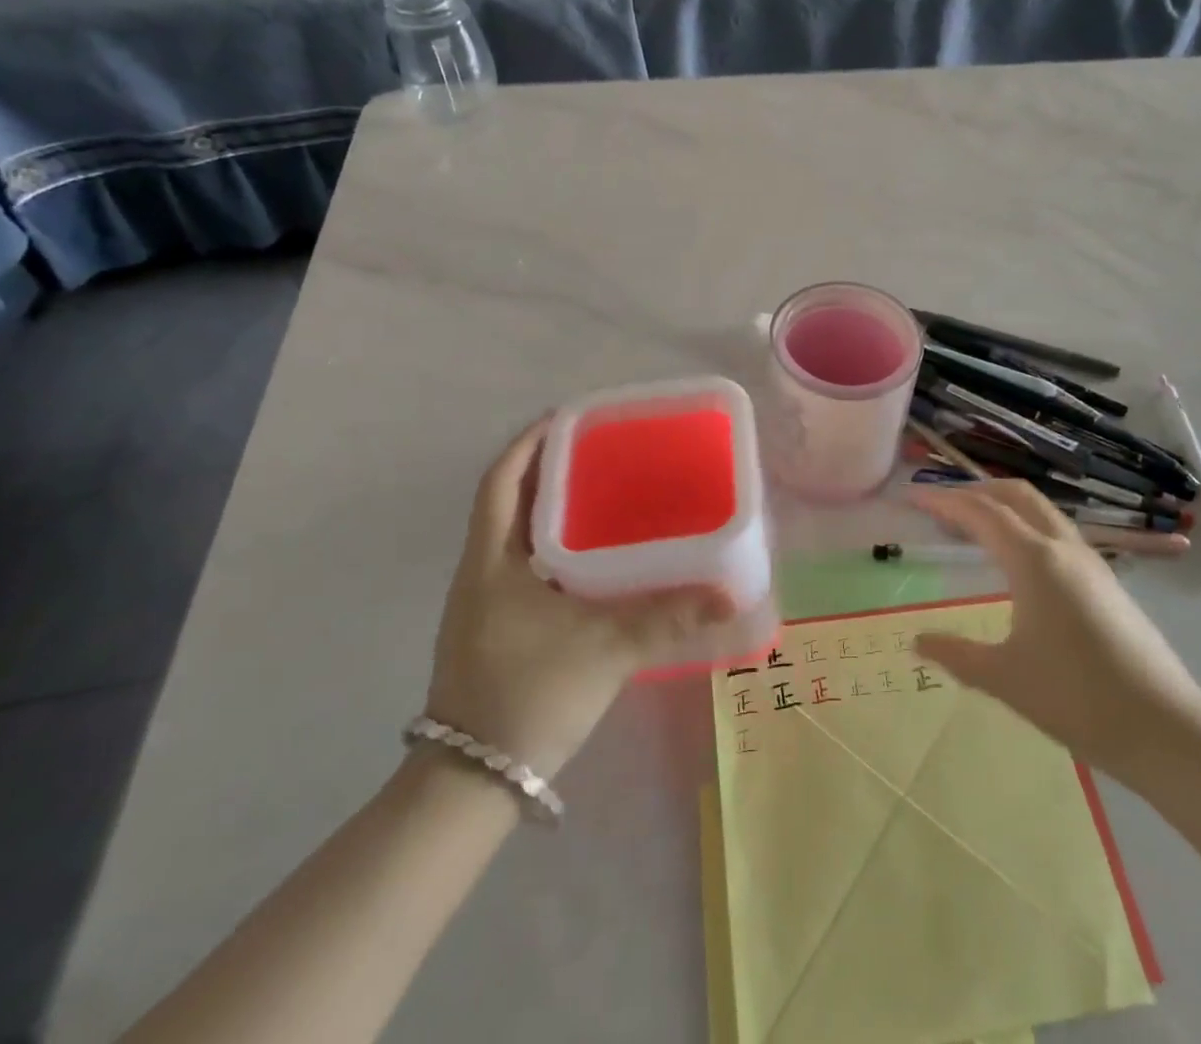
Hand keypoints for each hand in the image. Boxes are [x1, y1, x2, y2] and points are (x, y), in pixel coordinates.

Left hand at [424, 419, 736, 778]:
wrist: (471, 784)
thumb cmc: (528, 694)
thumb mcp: (604, 648)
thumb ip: (667, 617)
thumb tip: (729, 595)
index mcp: (492, 560)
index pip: (501, 479)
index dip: (529, 441)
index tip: (568, 416)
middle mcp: (480, 571)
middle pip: (510, 501)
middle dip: (550, 470)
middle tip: (602, 454)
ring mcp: (483, 603)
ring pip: (517, 537)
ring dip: (553, 510)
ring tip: (604, 496)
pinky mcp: (494, 629)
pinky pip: (525, 568)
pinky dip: (554, 549)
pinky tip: (593, 562)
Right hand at [909, 480, 1200, 789]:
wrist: (1165, 728)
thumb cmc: (1077, 698)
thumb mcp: (1004, 679)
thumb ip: (956, 655)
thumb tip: (917, 642)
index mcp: (1034, 560)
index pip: (981, 512)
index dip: (944, 501)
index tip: (913, 499)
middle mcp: (1063, 548)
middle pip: (1016, 495)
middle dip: (976, 490)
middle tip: (942, 504)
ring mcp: (1091, 562)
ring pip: (1042, 511)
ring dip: (1004, 506)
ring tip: (974, 527)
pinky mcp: (1107, 581)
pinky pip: (1057, 533)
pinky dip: (1026, 526)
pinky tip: (1017, 560)